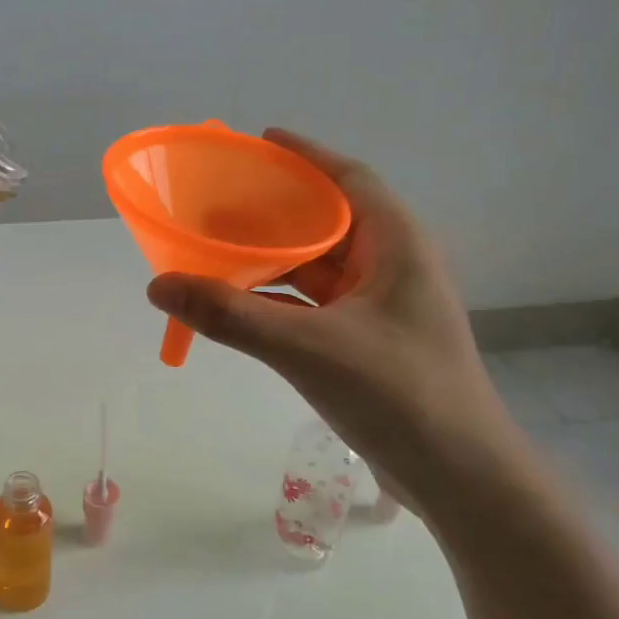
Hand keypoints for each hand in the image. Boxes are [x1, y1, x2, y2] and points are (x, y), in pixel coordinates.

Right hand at [146, 130, 520, 506]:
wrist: (459, 476)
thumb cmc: (398, 394)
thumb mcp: (307, 347)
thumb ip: (230, 315)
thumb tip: (159, 286)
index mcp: (396, 245)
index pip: (349, 179)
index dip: (306, 156)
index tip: (259, 143)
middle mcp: (392, 266)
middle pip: (328, 221)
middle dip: (276, 209)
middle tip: (221, 201)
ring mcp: (381, 308)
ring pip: (319, 266)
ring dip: (274, 258)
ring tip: (219, 247)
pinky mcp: (368, 342)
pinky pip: (314, 304)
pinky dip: (278, 299)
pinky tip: (240, 302)